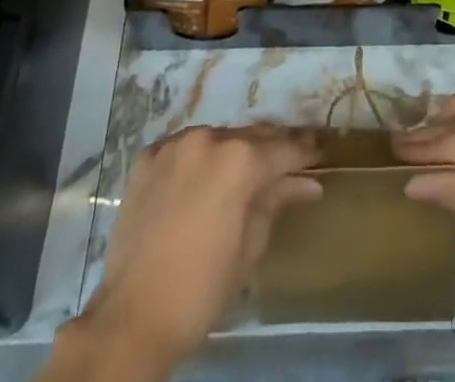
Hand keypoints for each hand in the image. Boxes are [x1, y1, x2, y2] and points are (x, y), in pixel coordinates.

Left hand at [58, 124, 320, 379]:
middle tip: (291, 158)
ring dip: (233, 151)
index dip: (306, 151)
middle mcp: (208, 138)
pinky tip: (203, 179)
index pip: (283, 149)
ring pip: (217, 138)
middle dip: (272, 148)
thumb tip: (308, 184)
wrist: (132, 317)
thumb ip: (276, 202)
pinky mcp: (148, 157)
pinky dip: (198, 159)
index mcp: (239, 160)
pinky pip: (184, 149)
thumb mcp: (250, 247)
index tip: (322, 149)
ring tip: (245, 171)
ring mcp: (174, 144)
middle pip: (251, 137)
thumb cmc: (201, 288)